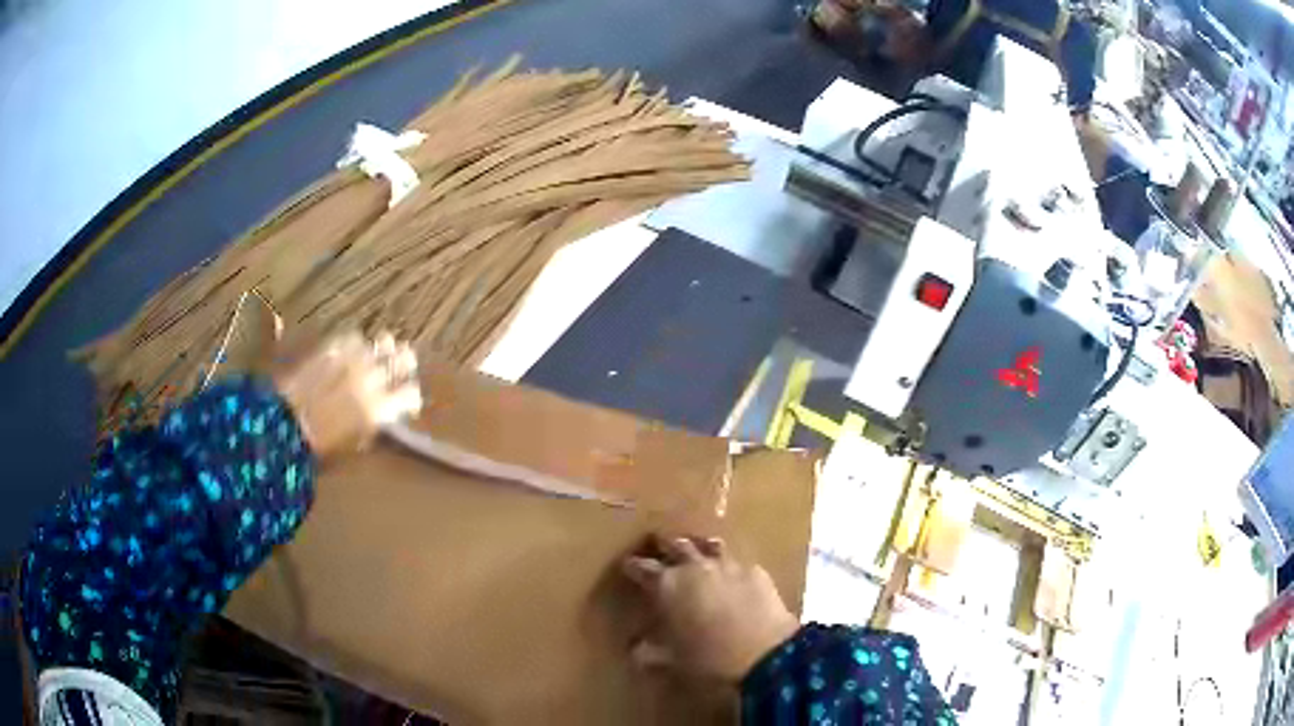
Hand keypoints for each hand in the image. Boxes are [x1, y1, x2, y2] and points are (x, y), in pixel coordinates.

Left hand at [272, 331, 421, 458]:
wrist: (283, 427)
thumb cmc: (319, 450)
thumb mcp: (353, 450)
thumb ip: (373, 432)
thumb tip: (382, 422)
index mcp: (380, 410)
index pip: (411, 393)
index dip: (412, 398)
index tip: (409, 404)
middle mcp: (371, 380)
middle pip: (403, 359)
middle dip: (405, 362)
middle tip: (404, 365)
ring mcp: (350, 361)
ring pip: (379, 344)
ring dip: (383, 349)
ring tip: (382, 349)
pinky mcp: (330, 350)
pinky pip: (351, 337)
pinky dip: (356, 343)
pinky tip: (352, 348)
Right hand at [623, 536, 799, 684]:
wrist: (765, 653)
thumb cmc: (709, 657)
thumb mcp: (672, 660)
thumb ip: (650, 652)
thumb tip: (635, 650)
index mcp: (667, 585)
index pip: (642, 567)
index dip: (633, 566)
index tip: (627, 564)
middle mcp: (694, 567)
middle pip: (675, 545)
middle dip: (664, 544)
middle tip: (656, 543)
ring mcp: (727, 565)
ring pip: (708, 544)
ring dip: (698, 546)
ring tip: (694, 547)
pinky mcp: (755, 571)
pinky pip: (737, 561)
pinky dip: (728, 564)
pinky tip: (731, 571)